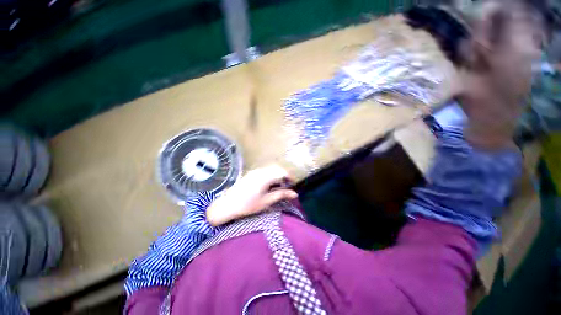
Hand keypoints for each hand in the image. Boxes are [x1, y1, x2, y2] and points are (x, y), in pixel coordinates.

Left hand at [206, 165, 297, 225]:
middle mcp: (261, 171)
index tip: (293, 185)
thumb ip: (281, 195)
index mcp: (266, 177)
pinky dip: (270, 175)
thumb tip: (295, 194)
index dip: (290, 177)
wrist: (228, 205)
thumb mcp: (267, 201)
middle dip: (284, 176)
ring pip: (271, 169)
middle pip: (277, 169)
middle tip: (286, 187)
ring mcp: (255, 171)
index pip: (282, 172)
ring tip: (277, 187)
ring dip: (277, 175)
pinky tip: (268, 185)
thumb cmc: (248, 205)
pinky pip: (264, 171)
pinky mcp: (251, 173)